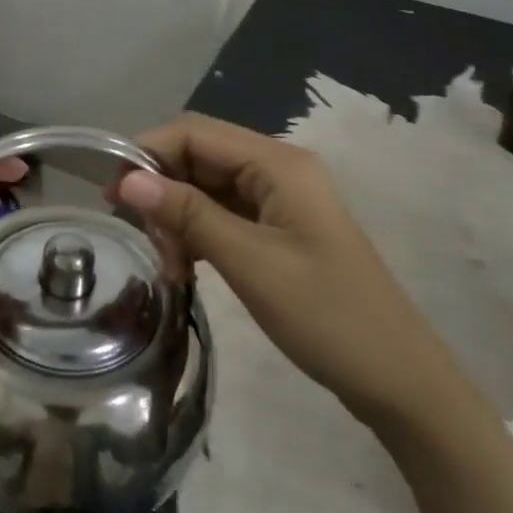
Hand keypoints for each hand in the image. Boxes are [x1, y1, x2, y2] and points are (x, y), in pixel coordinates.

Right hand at [116, 113, 465, 431]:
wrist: (399, 380)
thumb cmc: (328, 316)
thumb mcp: (250, 263)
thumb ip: (188, 214)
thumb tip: (127, 179)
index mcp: (277, 163)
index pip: (193, 132)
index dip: (147, 153)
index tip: (112, 197)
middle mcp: (277, 169)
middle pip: (198, 157)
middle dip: (162, 191)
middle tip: (146, 244)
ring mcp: (279, 200)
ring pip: (206, 188)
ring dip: (178, 218)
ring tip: (170, 266)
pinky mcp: (278, 229)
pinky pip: (223, 215)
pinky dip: (198, 235)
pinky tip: (187, 268)